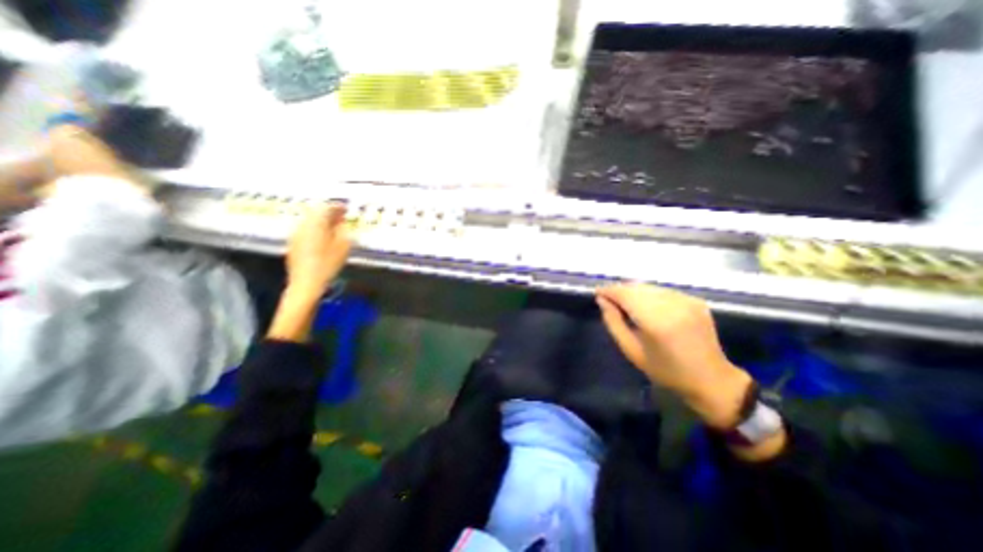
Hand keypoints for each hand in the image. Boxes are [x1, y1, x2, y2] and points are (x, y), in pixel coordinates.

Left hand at [283, 202, 350, 303]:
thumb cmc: (328, 263)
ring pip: (310, 220)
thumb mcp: (344, 246)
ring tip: (335, 227)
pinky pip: (306, 229)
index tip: (347, 209)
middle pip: (315, 212)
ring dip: (322, 220)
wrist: (306, 282)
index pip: (326, 207)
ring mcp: (296, 234)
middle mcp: (303, 225)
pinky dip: (316, 228)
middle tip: (341, 216)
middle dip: (329, 212)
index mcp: (316, 223)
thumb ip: (344, 230)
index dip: (338, 206)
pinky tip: (324, 237)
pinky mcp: (293, 243)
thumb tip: (342, 223)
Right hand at [600, 286, 752, 431]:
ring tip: (625, 302)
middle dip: (620, 290)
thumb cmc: (666, 370)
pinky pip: (663, 291)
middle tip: (608, 299)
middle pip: (637, 287)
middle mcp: (673, 305)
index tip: (597, 293)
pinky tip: (646, 306)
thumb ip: (613, 322)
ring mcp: (686, 300)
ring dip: (634, 291)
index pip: (625, 294)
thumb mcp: (631, 350)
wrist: (712, 380)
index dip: (609, 291)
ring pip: (650, 287)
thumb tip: (602, 301)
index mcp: (656, 321)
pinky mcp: (695, 300)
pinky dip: (650, 294)